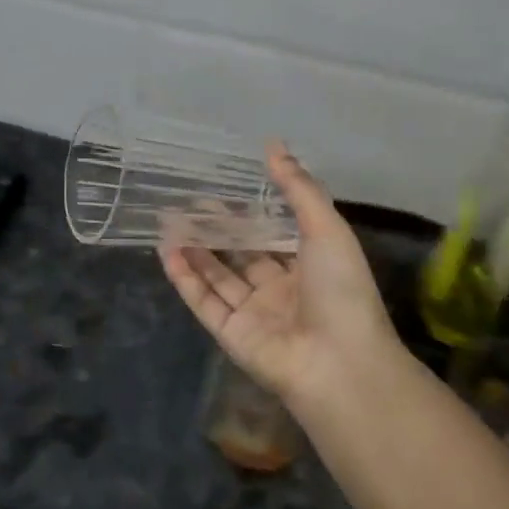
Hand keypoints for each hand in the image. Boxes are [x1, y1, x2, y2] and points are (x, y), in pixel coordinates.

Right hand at [160, 143, 408, 415]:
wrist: (339, 363)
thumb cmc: (340, 290)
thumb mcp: (326, 228)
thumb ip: (298, 188)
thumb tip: (274, 145)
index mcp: (309, 268)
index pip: (274, 236)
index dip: (250, 214)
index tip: (224, 189)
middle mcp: (280, 290)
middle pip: (241, 255)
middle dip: (216, 231)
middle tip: (188, 203)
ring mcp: (254, 314)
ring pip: (217, 277)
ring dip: (195, 250)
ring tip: (169, 221)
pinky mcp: (230, 334)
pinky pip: (203, 301)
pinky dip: (184, 277)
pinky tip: (167, 250)